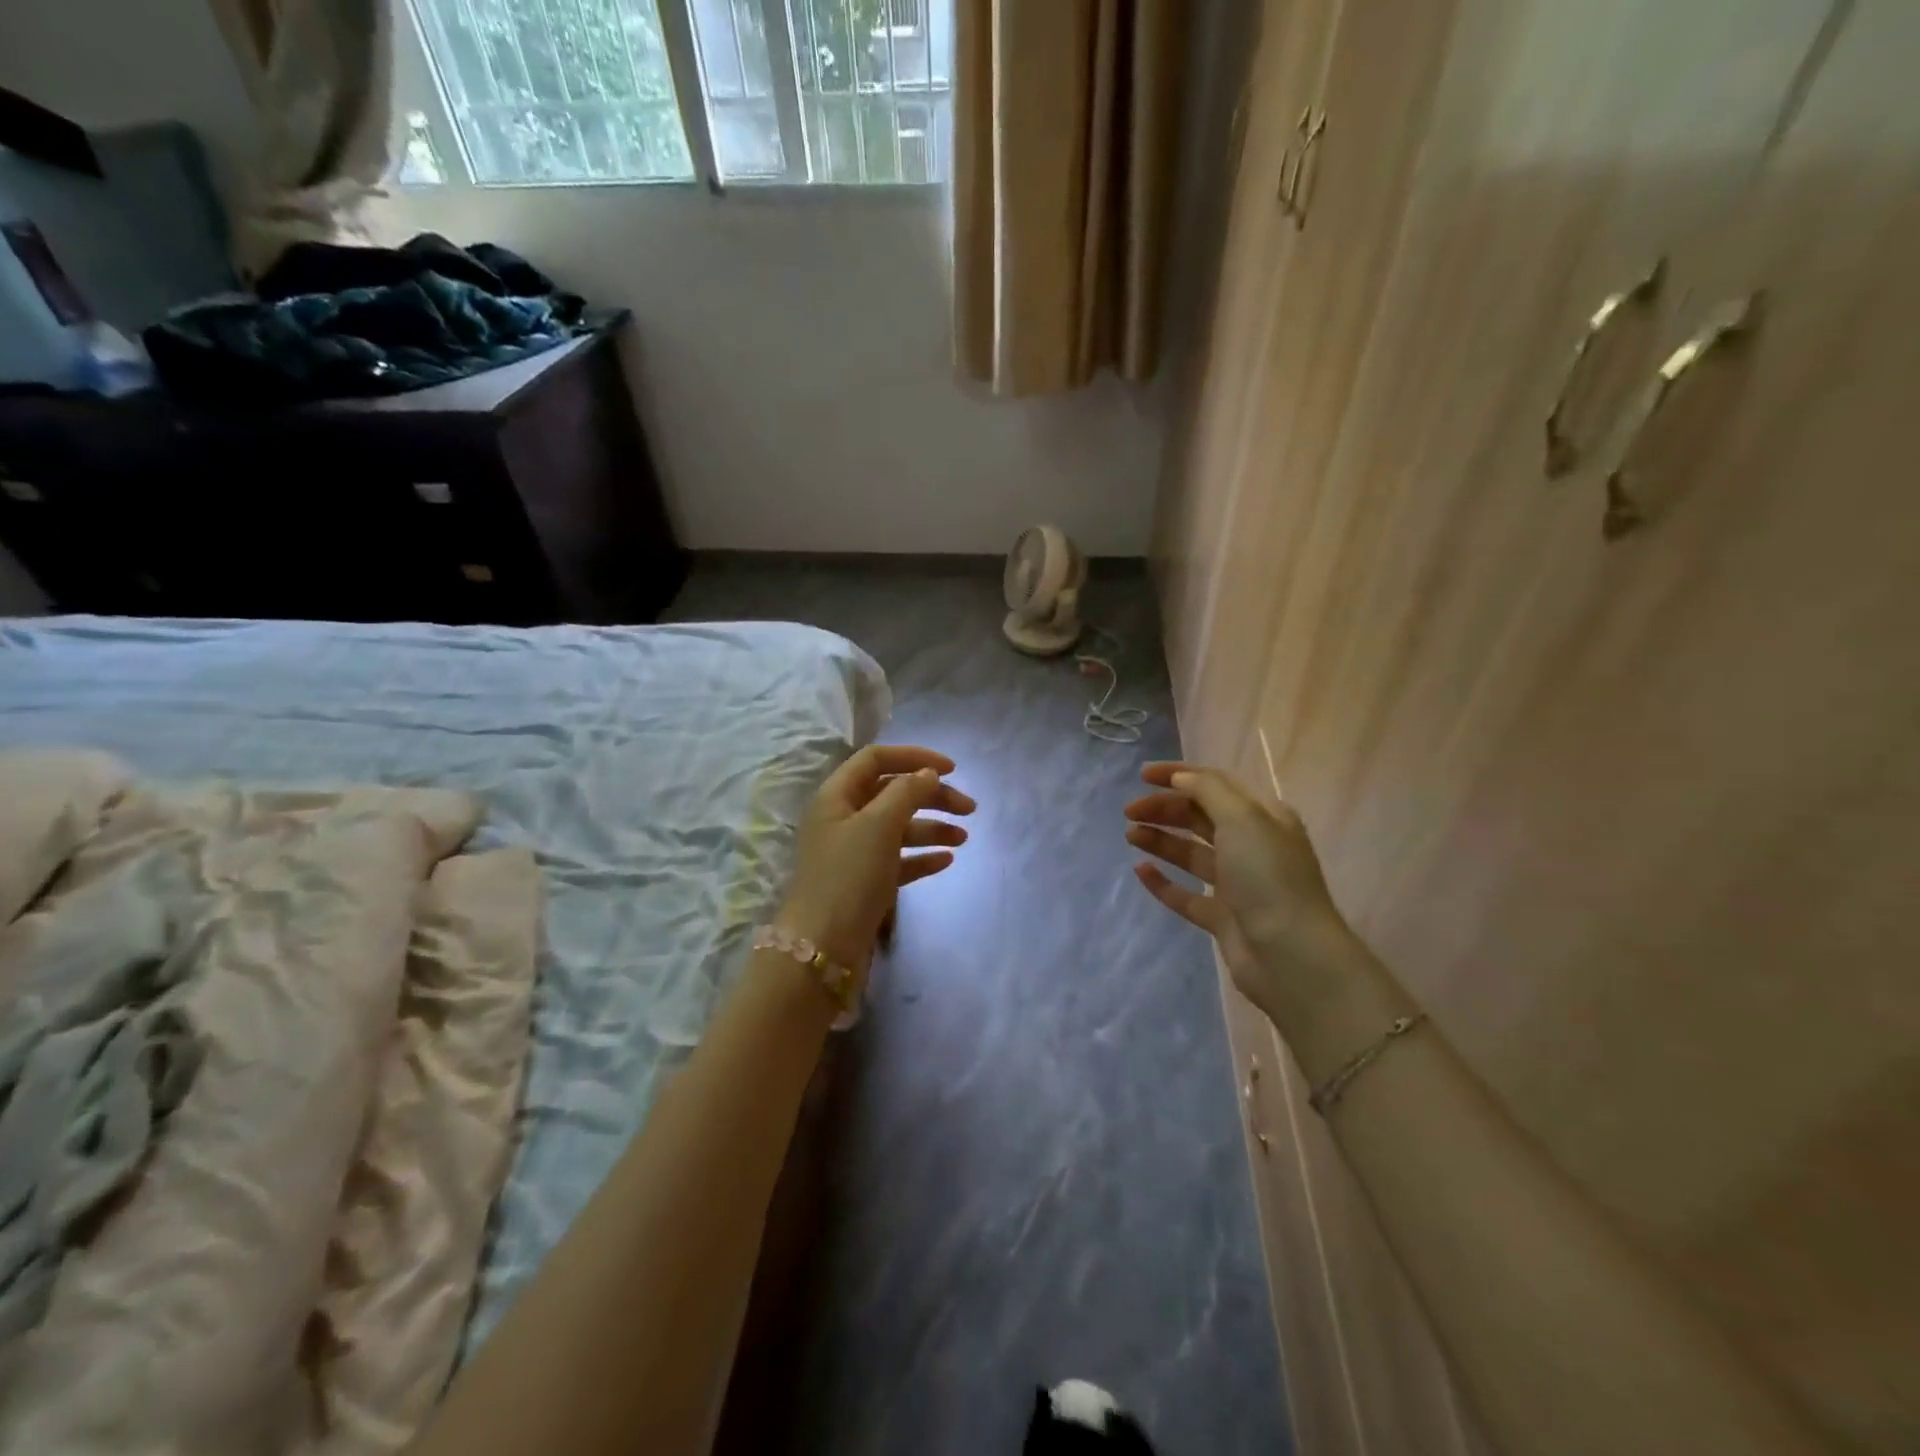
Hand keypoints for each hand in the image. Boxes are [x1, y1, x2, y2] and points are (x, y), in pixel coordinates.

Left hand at [778, 744, 974, 975]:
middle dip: (932, 796)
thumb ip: (906, 792)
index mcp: (837, 796)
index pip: (876, 759)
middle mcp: (843, 819)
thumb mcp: (878, 825)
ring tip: (964, 838)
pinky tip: (947, 861)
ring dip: (932, 827)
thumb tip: (927, 773)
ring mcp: (854, 852)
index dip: (914, 757)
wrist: (822, 948)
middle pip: (893, 793)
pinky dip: (922, 857)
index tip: (952, 769)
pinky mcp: (865, 883)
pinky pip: (898, 860)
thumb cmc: (848, 876)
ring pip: (899, 828)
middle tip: (970, 808)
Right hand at [1124, 762, 1377, 1040]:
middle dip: (1165, 809)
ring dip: (1161, 840)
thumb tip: (1180, 778)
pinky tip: (1140, 870)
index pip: (1216, 784)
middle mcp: (1251, 846)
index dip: (1179, 775)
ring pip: (1191, 854)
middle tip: (1129, 811)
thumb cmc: (1268, 877)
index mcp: (1263, 817)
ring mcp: (1236, 884)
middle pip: (1200, 818)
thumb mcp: (1242, 819)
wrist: (1290, 955)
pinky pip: (1186, 894)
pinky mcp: (1222, 917)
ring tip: (1130, 835)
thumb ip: (1208, 791)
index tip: (1142, 775)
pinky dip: (1163, 881)